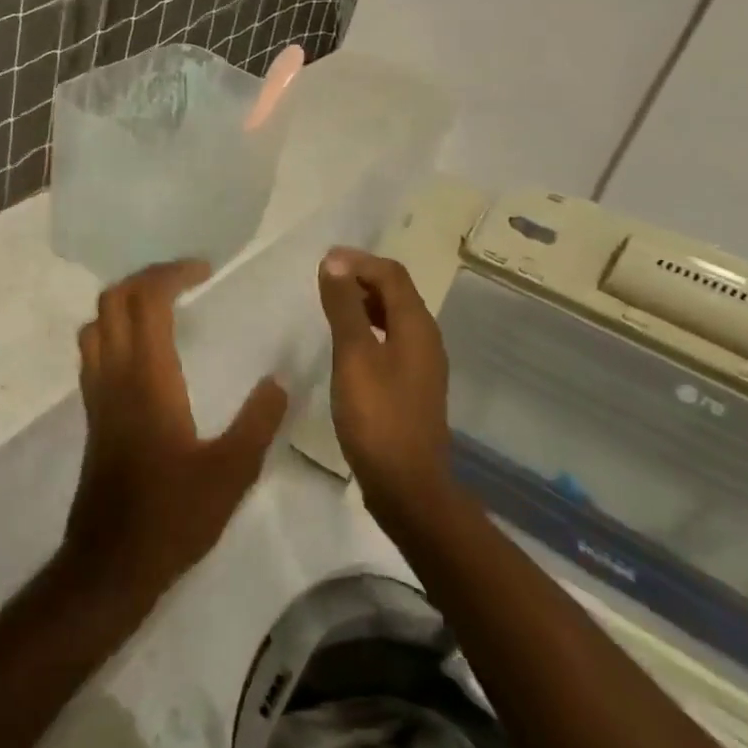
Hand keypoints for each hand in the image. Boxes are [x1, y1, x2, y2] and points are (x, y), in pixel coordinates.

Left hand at [63, 261, 288, 610]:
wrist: (111, 562)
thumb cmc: (173, 515)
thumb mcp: (232, 472)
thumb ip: (258, 421)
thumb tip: (278, 381)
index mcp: (147, 378)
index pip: (146, 300)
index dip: (172, 273)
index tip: (205, 270)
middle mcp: (114, 375)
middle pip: (113, 300)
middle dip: (146, 278)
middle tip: (185, 279)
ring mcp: (97, 394)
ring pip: (96, 323)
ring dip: (125, 301)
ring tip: (163, 305)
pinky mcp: (92, 414)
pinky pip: (94, 350)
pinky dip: (115, 329)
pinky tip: (145, 350)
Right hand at [317, 249, 451, 509]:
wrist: (407, 486)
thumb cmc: (377, 417)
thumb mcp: (354, 356)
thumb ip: (345, 307)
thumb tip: (336, 261)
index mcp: (416, 326)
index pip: (392, 274)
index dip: (359, 261)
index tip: (323, 262)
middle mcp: (425, 338)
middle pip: (396, 292)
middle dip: (361, 278)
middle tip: (323, 279)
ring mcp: (421, 364)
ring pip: (393, 317)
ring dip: (363, 303)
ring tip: (329, 305)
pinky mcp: (411, 386)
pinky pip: (390, 340)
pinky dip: (367, 328)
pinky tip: (345, 344)